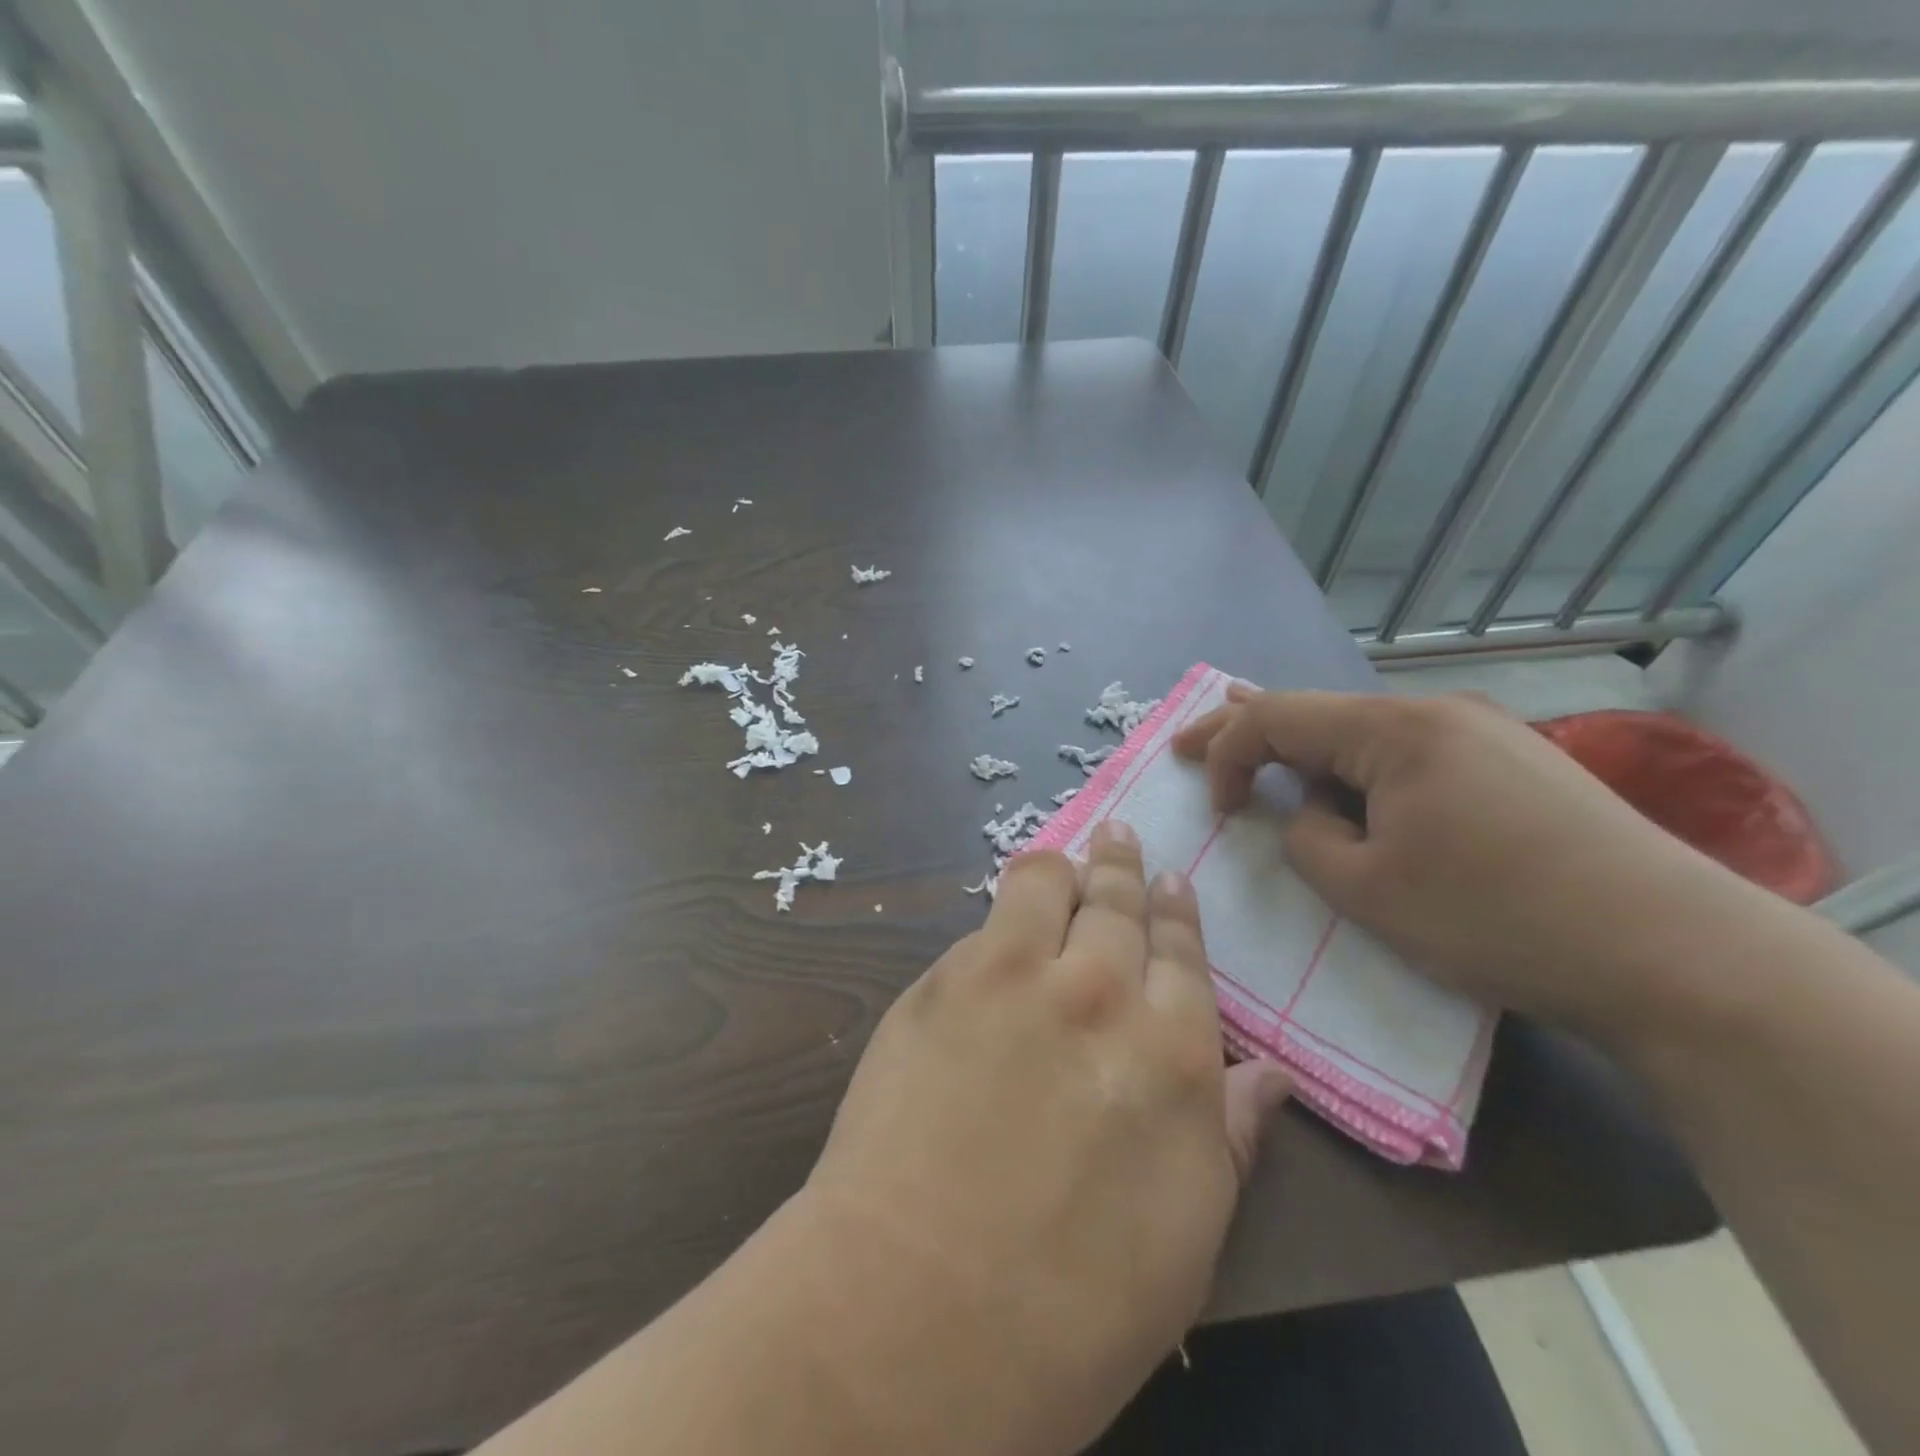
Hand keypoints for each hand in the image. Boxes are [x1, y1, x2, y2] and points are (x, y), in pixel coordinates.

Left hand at [800, 821, 1291, 1455]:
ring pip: (1046, 882)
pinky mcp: (944, 979)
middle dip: (1121, 867)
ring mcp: (1016, 975)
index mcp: (1176, 1053)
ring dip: (1061, 866)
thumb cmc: (1071, 1307)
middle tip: (1120, 838)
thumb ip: (1227, 1135)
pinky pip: (985, 921)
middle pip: (1117, 903)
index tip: (1172, 883)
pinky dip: (1003, 911)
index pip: (1183, 955)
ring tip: (1064, 859)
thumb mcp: (1186, 1238)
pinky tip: (1002, 918)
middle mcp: (1101, 991)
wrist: (916, 1307)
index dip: (1176, 913)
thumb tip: (1270, 1074)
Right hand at [1172, 687, 1765, 1040]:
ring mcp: (1482, 734)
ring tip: (1267, 760)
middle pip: (1316, 712)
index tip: (1214, 809)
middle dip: (1246, 729)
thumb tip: (1309, 816)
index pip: (1275, 717)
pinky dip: (1360, 770)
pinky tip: (1353, 788)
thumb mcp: (1367, 889)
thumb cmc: (1496, 917)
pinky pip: (1408, 755)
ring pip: (1363, 734)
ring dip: (1309, 754)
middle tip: (1187, 742)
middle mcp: (1435, 712)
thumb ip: (1307, 839)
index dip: (1224, 753)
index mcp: (1393, 730)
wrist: (1675, 955)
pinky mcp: (1513, 765)